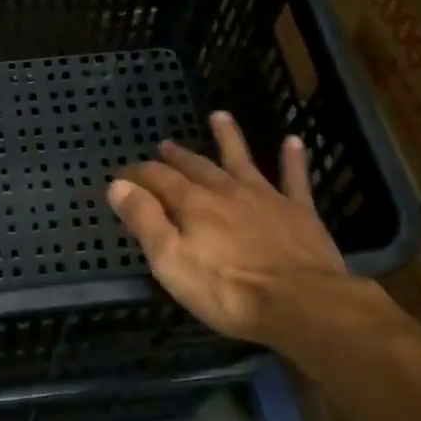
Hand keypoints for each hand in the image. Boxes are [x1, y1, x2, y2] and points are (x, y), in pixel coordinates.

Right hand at [109, 111, 375, 345]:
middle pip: (196, 166)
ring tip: (220, 116)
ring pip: (242, 160)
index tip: (121, 175)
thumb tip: (118, 185)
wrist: (302, 304)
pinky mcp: (299, 212)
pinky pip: (294, 178)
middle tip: (165, 145)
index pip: (158, 178)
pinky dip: (293, 159)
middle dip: (177, 156)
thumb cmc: (228, 290)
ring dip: (229, 137)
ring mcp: (265, 198)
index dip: (137, 174)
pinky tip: (293, 141)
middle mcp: (226, 191)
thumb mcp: (171, 261)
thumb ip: (144, 220)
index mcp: (193, 204)